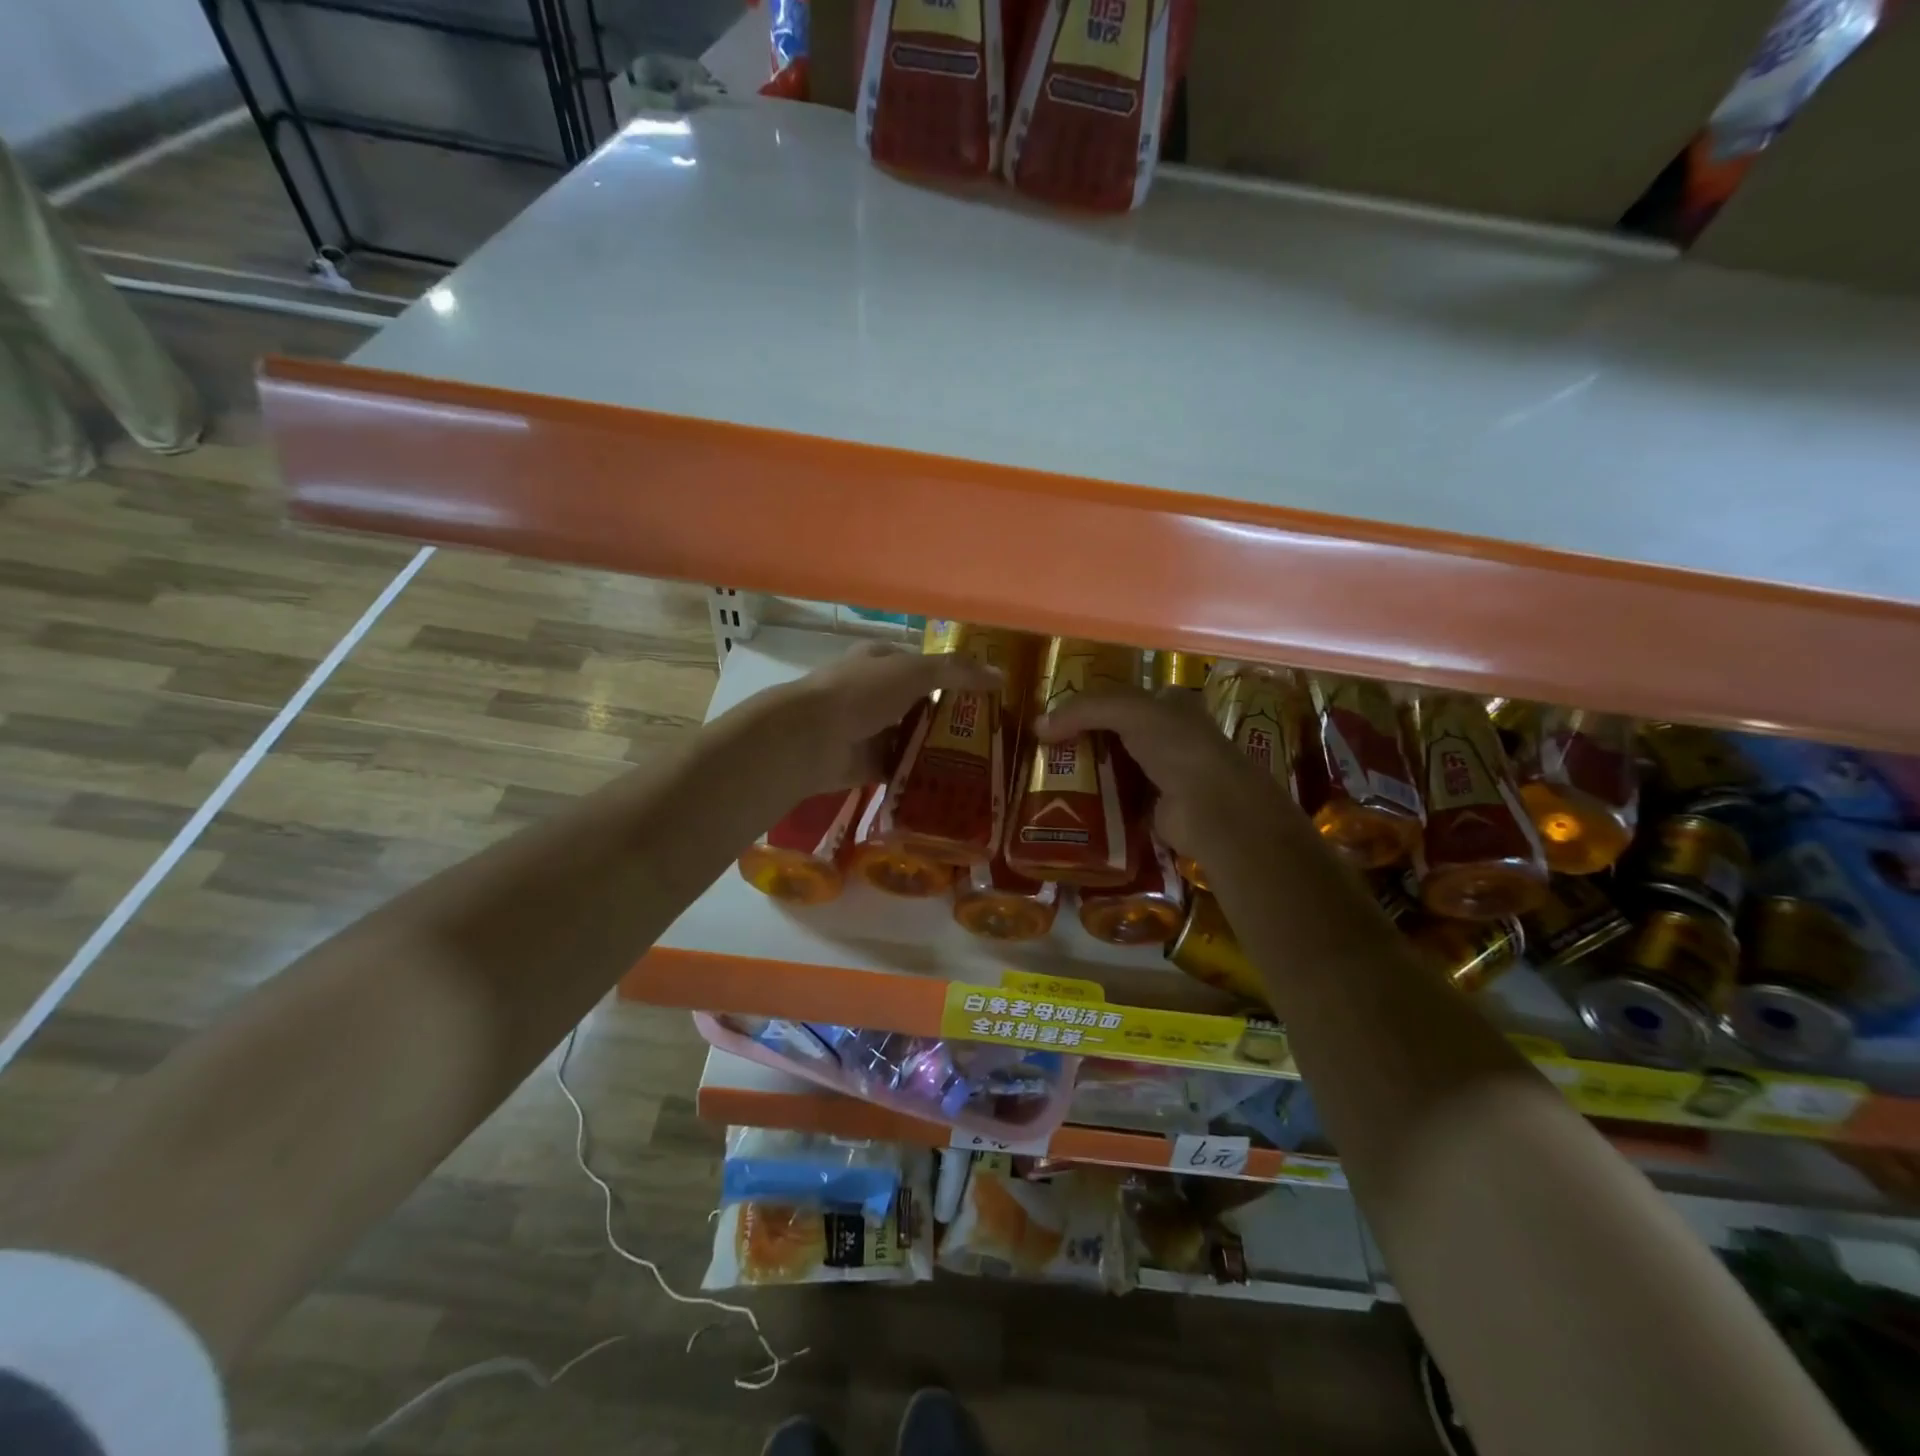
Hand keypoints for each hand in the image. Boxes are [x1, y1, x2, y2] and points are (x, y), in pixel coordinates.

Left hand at [763, 640, 1001, 790]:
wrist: (811, 738)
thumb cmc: (862, 692)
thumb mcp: (914, 671)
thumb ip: (956, 672)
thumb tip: (1001, 676)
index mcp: (882, 661)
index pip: (925, 666)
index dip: (955, 677)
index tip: (989, 696)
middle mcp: (876, 693)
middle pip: (922, 705)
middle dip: (952, 720)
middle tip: (993, 737)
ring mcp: (871, 730)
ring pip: (913, 739)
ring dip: (939, 750)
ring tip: (982, 764)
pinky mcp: (868, 764)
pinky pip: (902, 769)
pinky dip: (922, 777)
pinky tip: (953, 785)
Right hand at [1034, 687, 1306, 869]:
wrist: (1211, 809)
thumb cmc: (1177, 747)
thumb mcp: (1129, 711)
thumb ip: (1083, 709)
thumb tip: (1038, 726)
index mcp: (1173, 705)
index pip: (1125, 698)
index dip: (1092, 704)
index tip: (1058, 718)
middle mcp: (1171, 737)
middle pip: (1117, 734)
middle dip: (1085, 741)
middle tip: (1047, 751)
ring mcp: (1165, 775)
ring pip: (1116, 768)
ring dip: (1087, 774)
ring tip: (1047, 779)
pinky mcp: (1156, 809)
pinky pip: (1118, 802)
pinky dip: (1097, 804)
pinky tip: (1069, 806)